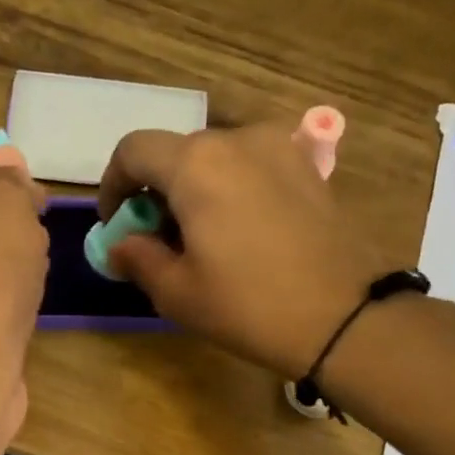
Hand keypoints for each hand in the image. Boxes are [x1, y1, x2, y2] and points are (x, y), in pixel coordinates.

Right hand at [97, 121, 395, 378]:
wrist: (342, 316)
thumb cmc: (247, 305)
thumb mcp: (177, 292)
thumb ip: (138, 258)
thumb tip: (121, 244)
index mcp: (195, 164)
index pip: (133, 150)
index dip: (113, 185)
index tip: (116, 225)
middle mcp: (237, 139)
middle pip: (177, 152)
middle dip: (156, 191)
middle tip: (157, 240)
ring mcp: (280, 148)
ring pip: (217, 158)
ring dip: (195, 189)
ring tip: (200, 238)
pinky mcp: (308, 168)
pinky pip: (253, 167)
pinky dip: (232, 189)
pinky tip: (241, 233)